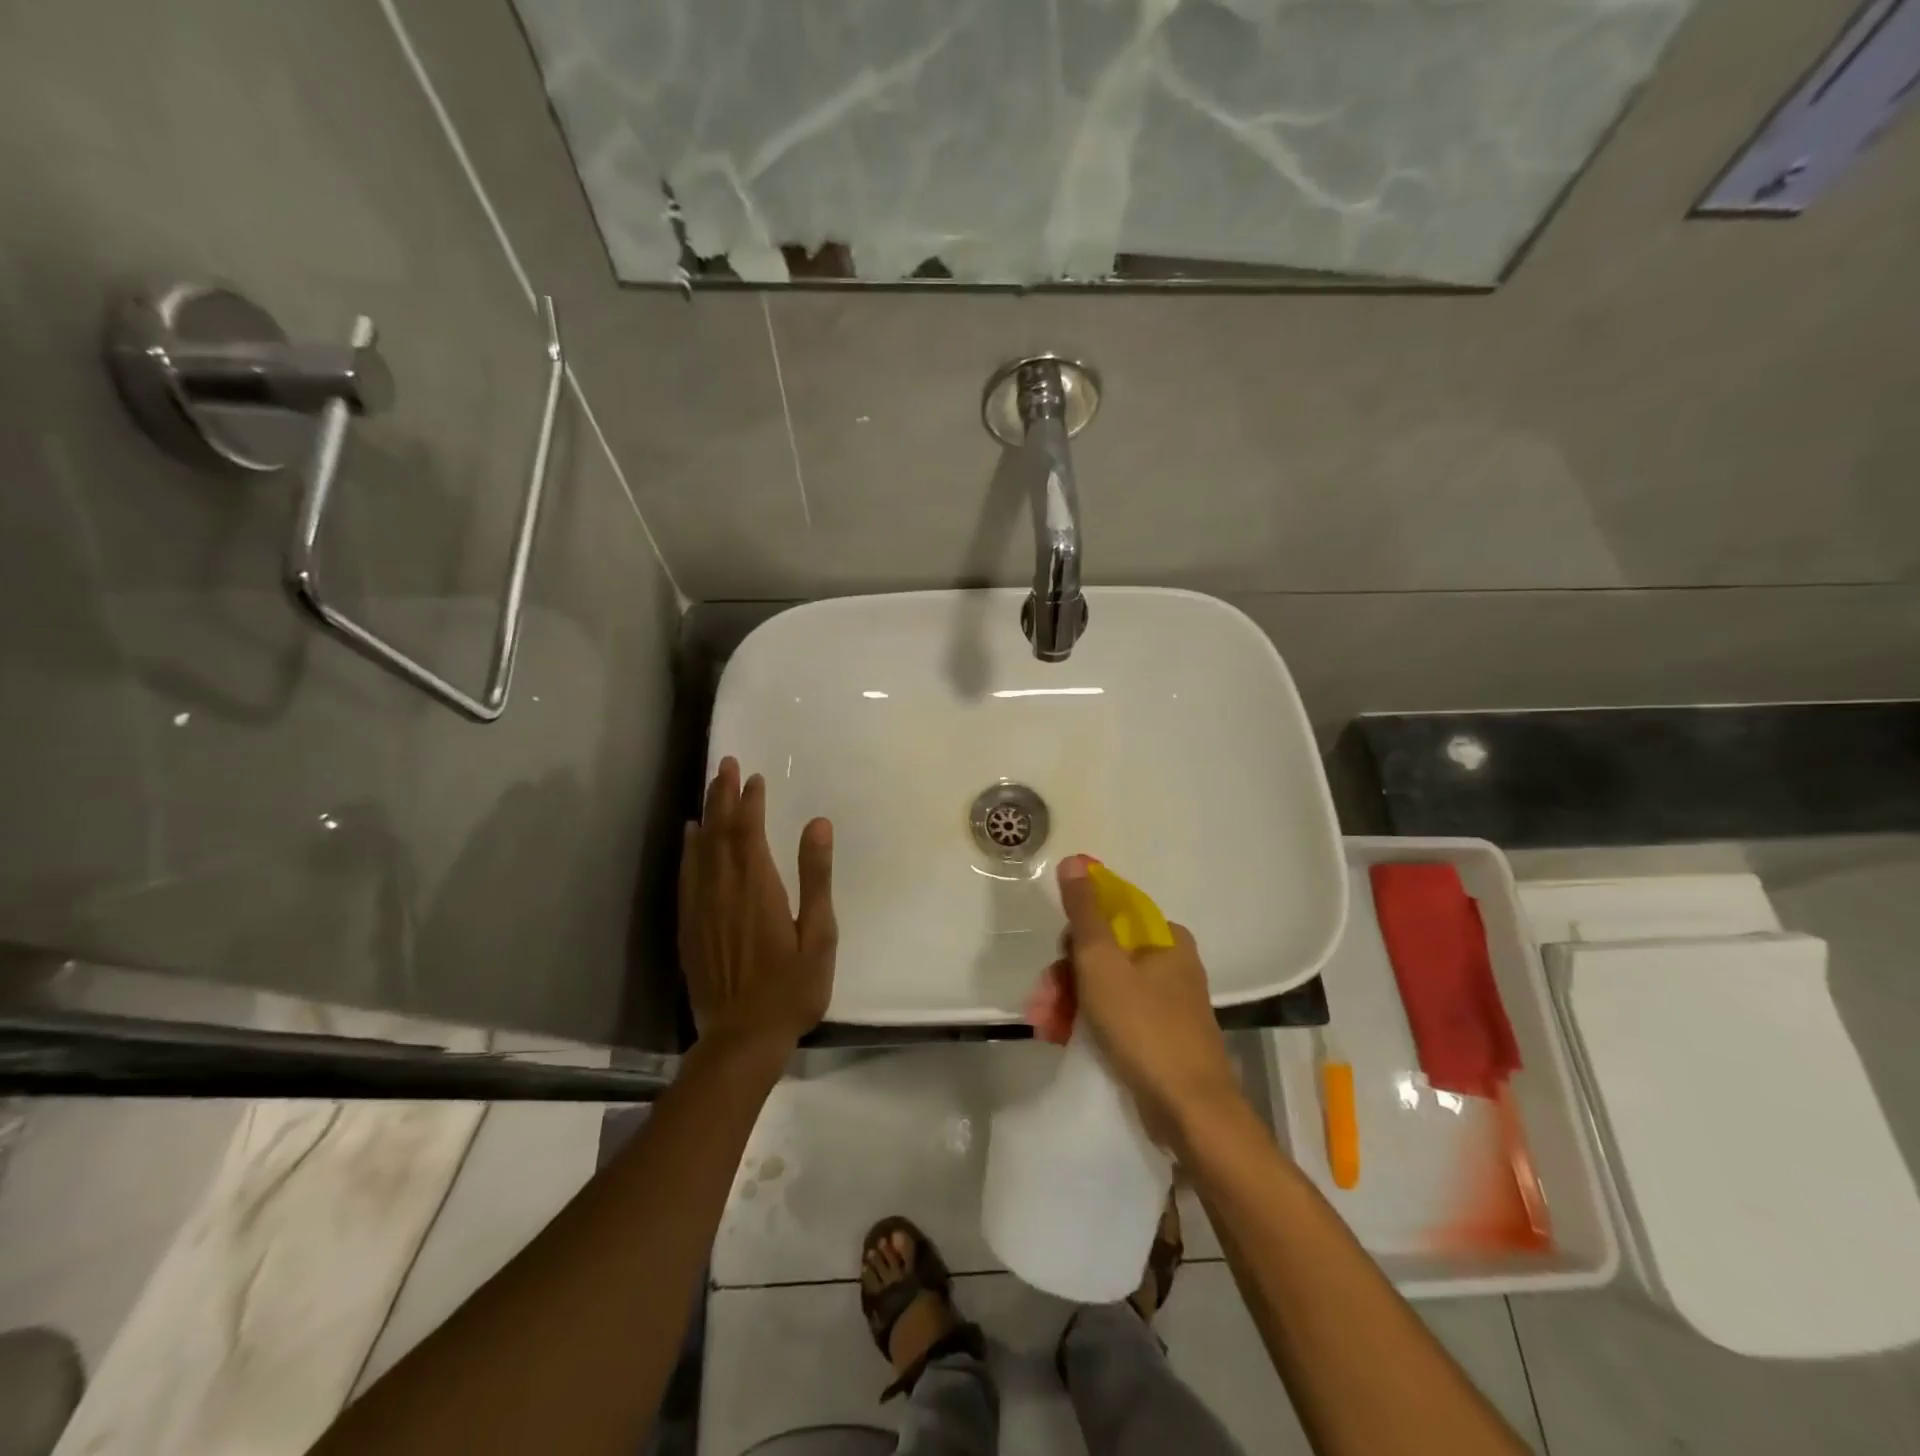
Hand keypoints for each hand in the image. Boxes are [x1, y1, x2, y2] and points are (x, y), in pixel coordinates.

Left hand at [679, 758, 836, 1052]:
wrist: (742, 1038)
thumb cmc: (792, 988)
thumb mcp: (819, 934)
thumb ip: (816, 877)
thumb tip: (818, 824)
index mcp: (758, 888)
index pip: (749, 831)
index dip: (750, 801)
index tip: (754, 777)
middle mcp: (724, 890)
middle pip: (720, 832)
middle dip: (723, 795)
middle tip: (725, 763)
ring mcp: (702, 909)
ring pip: (700, 849)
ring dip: (706, 814)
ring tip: (710, 787)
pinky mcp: (690, 927)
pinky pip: (686, 876)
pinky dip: (688, 850)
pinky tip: (690, 836)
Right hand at [1053, 855, 1243, 1145]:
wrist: (1190, 1112)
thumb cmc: (1144, 1027)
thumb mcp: (1102, 963)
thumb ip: (1085, 912)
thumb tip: (1074, 860)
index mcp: (1165, 938)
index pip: (1109, 915)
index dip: (1076, 934)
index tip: (1056, 959)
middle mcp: (1171, 964)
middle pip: (1104, 954)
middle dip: (1066, 977)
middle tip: (1043, 1003)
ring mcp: (1168, 1002)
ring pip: (1105, 987)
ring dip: (1070, 1002)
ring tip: (1046, 1027)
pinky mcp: (1162, 1036)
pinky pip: (1117, 1016)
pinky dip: (1089, 1023)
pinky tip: (1063, 1038)